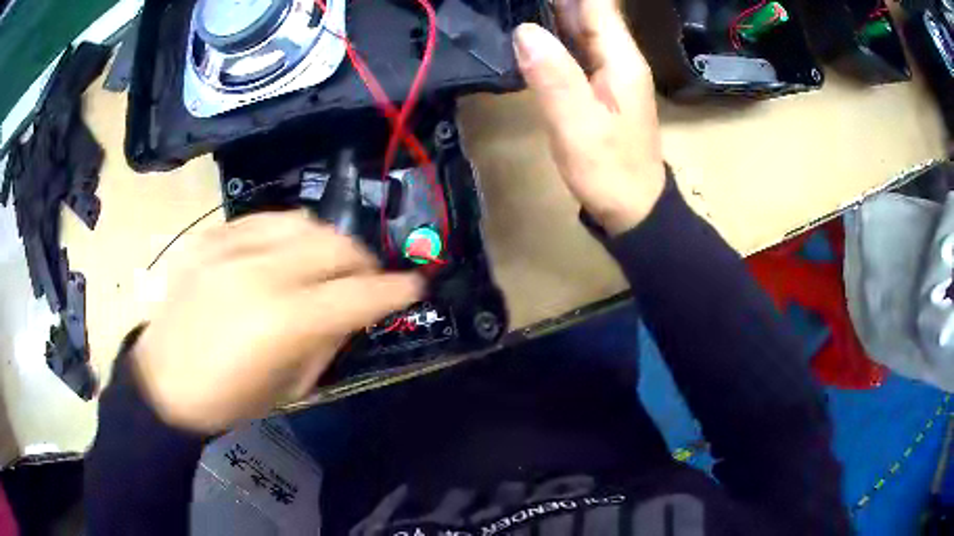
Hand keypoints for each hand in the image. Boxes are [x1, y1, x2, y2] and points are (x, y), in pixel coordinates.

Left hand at [132, 211, 422, 432]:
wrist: (162, 382)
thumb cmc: (228, 399)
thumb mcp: (290, 386)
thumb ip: (326, 342)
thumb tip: (349, 312)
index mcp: (284, 321)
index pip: (358, 293)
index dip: (395, 289)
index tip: (414, 285)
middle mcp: (261, 272)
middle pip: (335, 245)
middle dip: (363, 261)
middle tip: (365, 279)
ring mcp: (231, 249)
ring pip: (302, 222)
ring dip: (327, 241)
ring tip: (325, 262)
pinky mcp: (209, 240)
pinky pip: (262, 219)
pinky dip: (285, 232)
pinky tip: (284, 251)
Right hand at [514, 0, 664, 235]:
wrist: (633, 208)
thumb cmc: (609, 171)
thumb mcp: (578, 126)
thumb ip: (553, 76)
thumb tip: (524, 31)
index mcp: (620, 59)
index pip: (597, 4)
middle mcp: (618, 57)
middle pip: (588, 10)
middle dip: (554, 0)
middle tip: (515, 1)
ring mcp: (609, 70)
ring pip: (580, 26)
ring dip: (551, 11)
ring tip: (516, 8)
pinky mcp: (598, 84)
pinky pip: (574, 47)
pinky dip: (552, 34)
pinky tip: (528, 31)